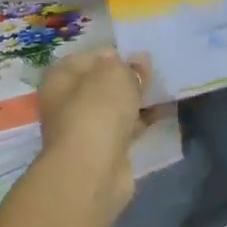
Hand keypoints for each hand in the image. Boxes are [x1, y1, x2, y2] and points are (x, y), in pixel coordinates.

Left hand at [36, 49, 152, 216]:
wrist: (92, 171)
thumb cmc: (97, 110)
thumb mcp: (115, 75)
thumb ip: (129, 66)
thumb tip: (139, 60)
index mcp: (61, 77)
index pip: (90, 57)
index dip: (115, 54)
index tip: (141, 56)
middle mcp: (67, 101)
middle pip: (102, 83)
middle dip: (128, 78)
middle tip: (156, 73)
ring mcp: (84, 128)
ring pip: (115, 107)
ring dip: (137, 100)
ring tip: (165, 90)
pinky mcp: (103, 150)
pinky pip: (125, 127)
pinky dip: (142, 120)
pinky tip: (164, 112)